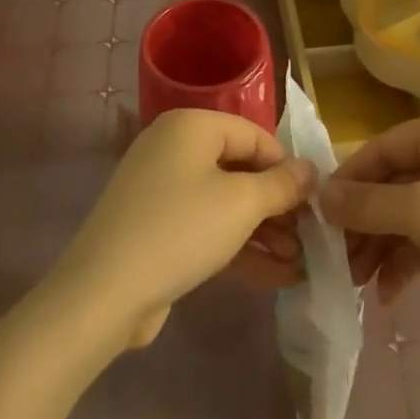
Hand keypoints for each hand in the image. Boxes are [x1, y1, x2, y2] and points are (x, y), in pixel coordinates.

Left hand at [54, 109, 315, 347]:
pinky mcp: (156, 227)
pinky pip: (206, 227)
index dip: (287, 167)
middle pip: (240, 169)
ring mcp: (161, 189)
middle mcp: (173, 148)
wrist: (104, 292)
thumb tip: (311, 169)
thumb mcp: (242, 204)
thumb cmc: (181, 229)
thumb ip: (282, 184)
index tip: (314, 202)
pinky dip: (238, 247)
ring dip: (264, 232)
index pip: (254, 135)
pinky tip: (276, 277)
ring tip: (299, 262)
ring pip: (225, 203)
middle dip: (277, 206)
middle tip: (310, 237)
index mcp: (191, 126)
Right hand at [320, 113, 419, 355]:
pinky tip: (388, 294)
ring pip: (410, 215)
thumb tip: (320, 195)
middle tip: (335, 260)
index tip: (317, 218)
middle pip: (394, 183)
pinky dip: (408, 262)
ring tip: (357, 283)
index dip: (347, 182)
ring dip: (381, 246)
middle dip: (363, 222)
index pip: (381, 149)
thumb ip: (367, 204)